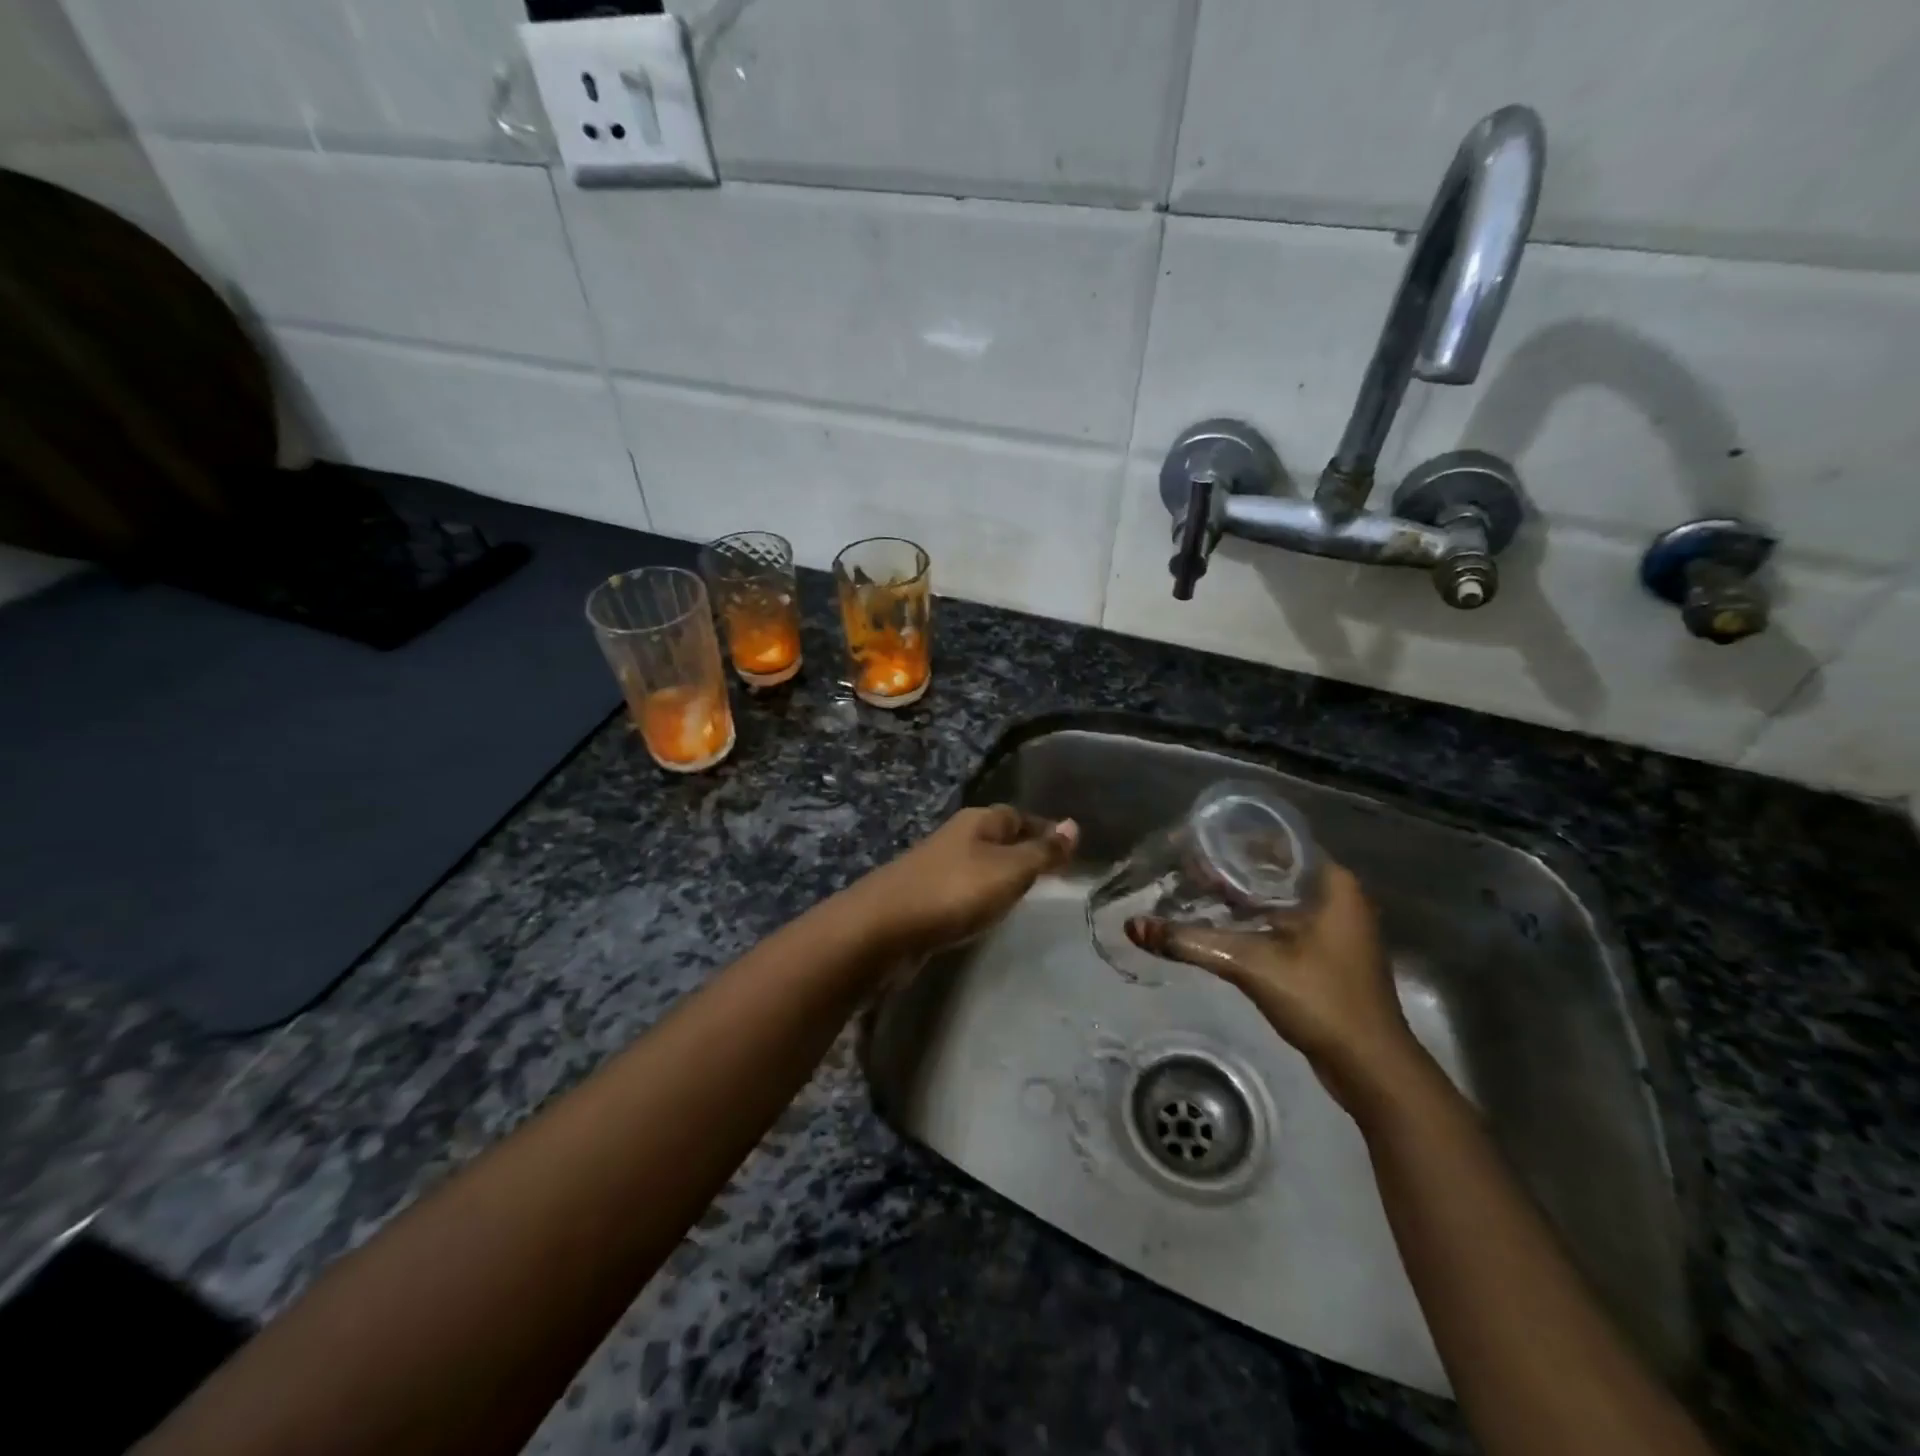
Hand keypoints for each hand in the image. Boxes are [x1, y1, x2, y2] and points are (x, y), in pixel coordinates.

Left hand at [853, 806, 1078, 957]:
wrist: (885, 928)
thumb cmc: (955, 891)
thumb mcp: (1010, 870)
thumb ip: (1042, 851)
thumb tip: (1074, 825)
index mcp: (978, 822)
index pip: (1019, 816)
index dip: (1044, 829)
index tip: (1068, 848)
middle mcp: (956, 837)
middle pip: (998, 837)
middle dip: (1023, 850)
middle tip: (1052, 874)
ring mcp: (936, 867)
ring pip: (979, 864)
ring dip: (1001, 875)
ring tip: (1026, 895)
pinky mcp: (924, 897)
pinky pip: (963, 890)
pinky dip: (980, 897)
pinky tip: (986, 913)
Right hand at [1126, 861, 1427, 1112]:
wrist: (1371, 1067)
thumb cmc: (1321, 1000)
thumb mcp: (1250, 964)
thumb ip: (1190, 942)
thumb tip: (1133, 926)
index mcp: (1332, 883)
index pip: (1277, 840)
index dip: (1233, 837)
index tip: (1194, 838)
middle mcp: (1337, 896)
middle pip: (1273, 867)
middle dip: (1229, 866)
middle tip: (1184, 864)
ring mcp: (1334, 926)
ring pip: (1276, 895)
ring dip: (1238, 893)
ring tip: (1193, 888)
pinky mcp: (1326, 952)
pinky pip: (1281, 919)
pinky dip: (1251, 917)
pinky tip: (1218, 922)